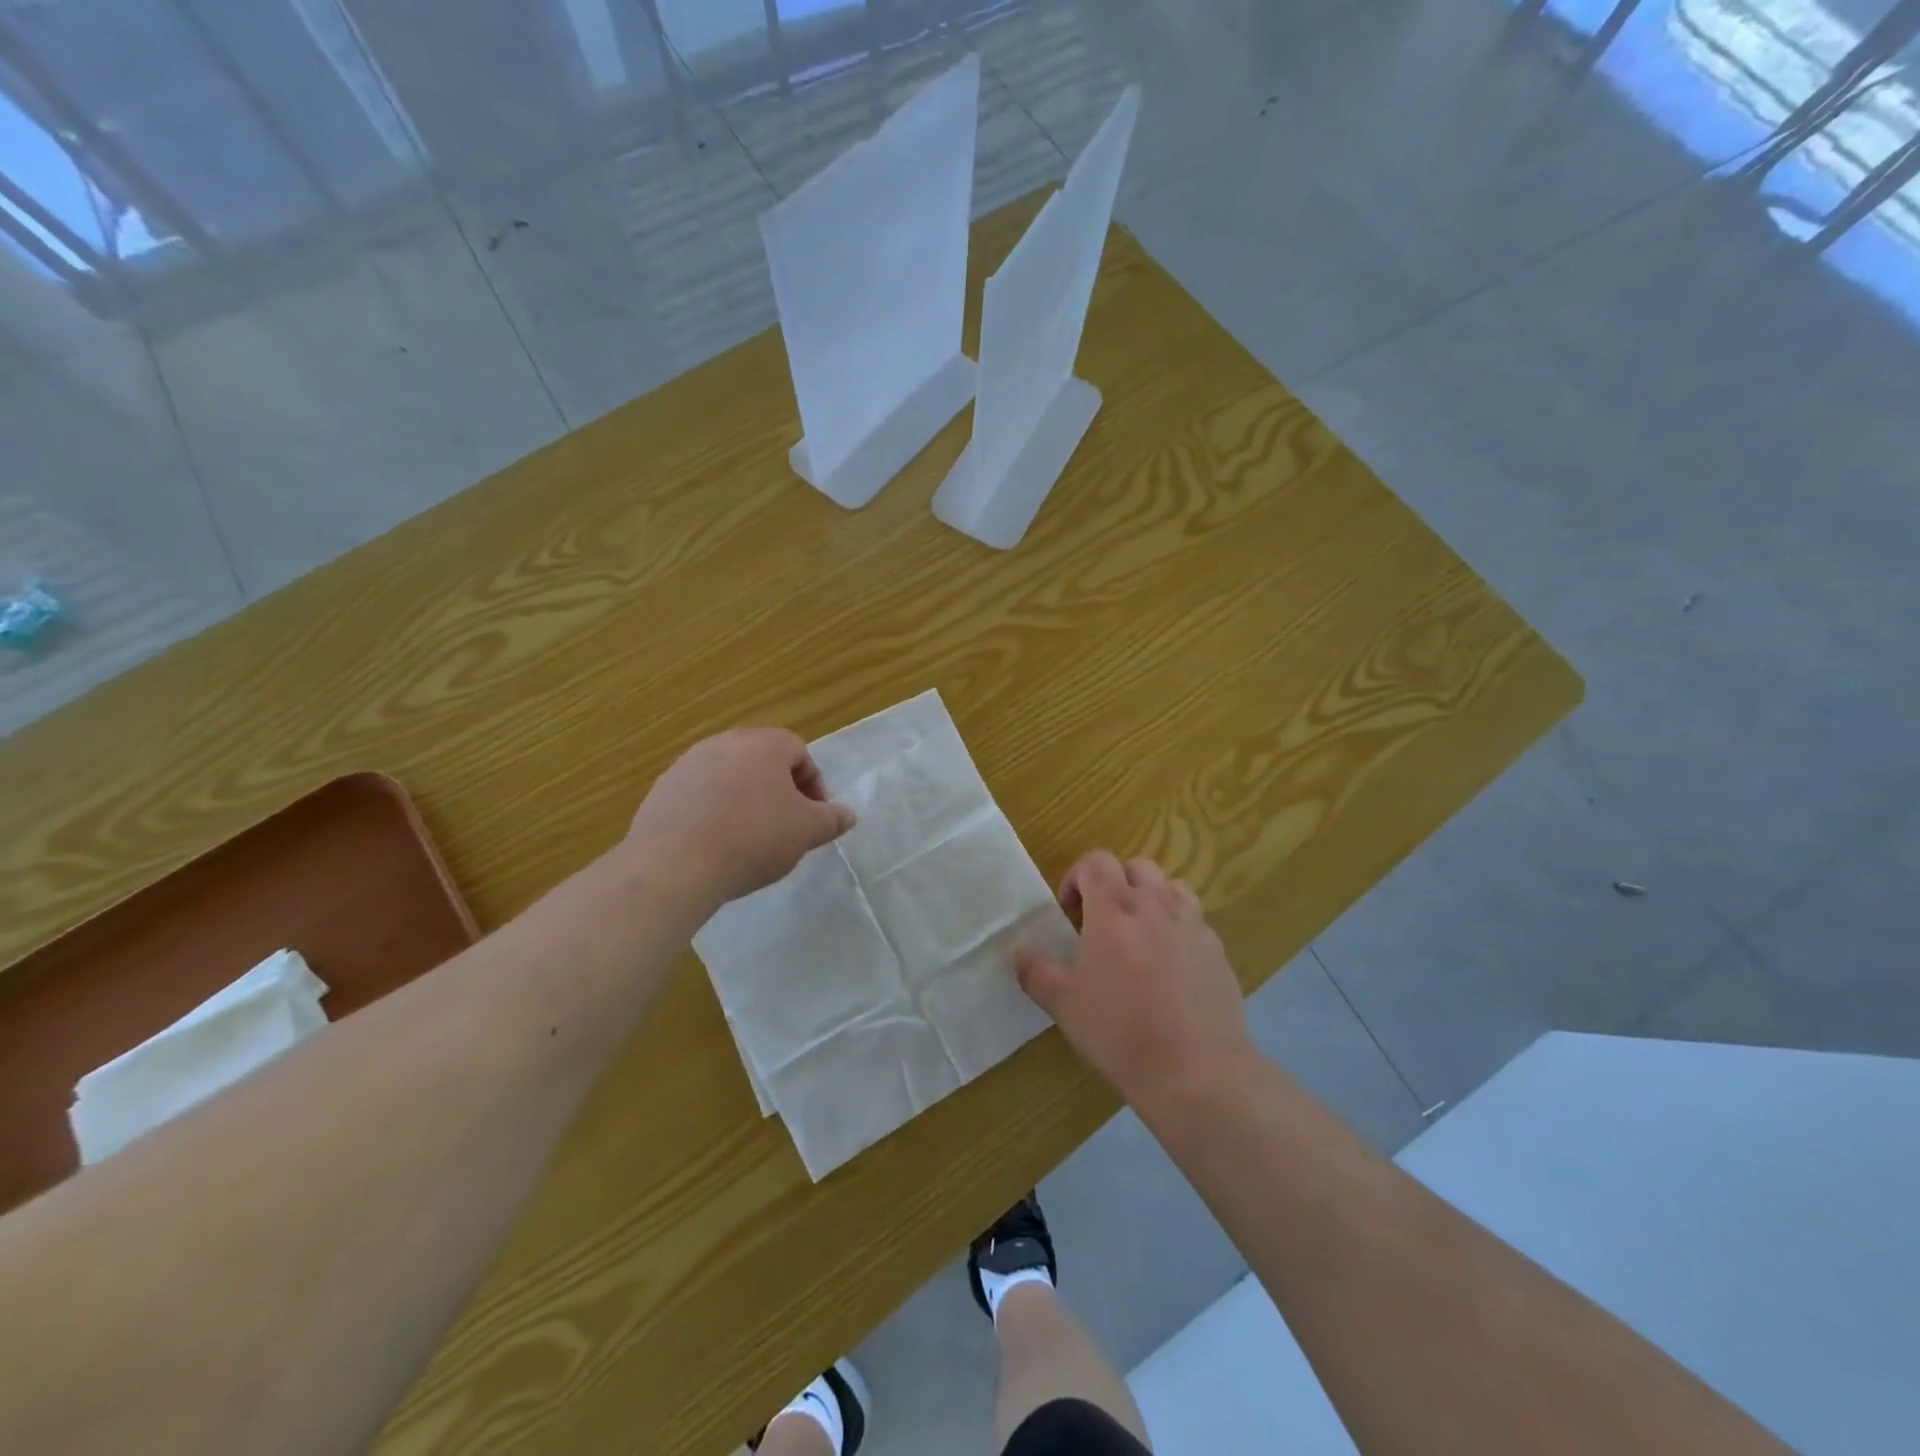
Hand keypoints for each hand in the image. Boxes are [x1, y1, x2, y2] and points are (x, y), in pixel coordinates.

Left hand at [625, 728, 853, 909]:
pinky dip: (713, 812)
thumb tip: (847, 814)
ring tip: (748, 837)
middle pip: (762, 760)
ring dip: (744, 799)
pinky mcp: (662, 790)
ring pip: (729, 776)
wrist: (673, 864)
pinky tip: (715, 844)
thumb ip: (832, 819)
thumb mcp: (807, 832)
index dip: (813, 784)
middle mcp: (724, 743)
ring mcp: (688, 764)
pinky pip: (699, 795)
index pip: (799, 752)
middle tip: (785, 825)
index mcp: (764, 744)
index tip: (815, 816)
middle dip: (779, 790)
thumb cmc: (753, 838)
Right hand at [1013, 851, 1253, 1107]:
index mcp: (1114, 909)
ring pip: (1172, 887)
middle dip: (1116, 883)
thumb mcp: (1064, 1005)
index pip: (1096, 861)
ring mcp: (1193, 925)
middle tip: (1102, 921)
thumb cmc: (1120, 1031)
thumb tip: (1017, 952)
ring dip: (1152, 898)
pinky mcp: (1218, 950)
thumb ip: (1036, 972)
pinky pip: (1195, 921)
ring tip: (1140, 935)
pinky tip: (1171, 967)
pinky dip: (1178, 928)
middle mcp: (1156, 905)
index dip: (1078, 877)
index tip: (1069, 911)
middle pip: (1137, 866)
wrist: (1196, 1070)